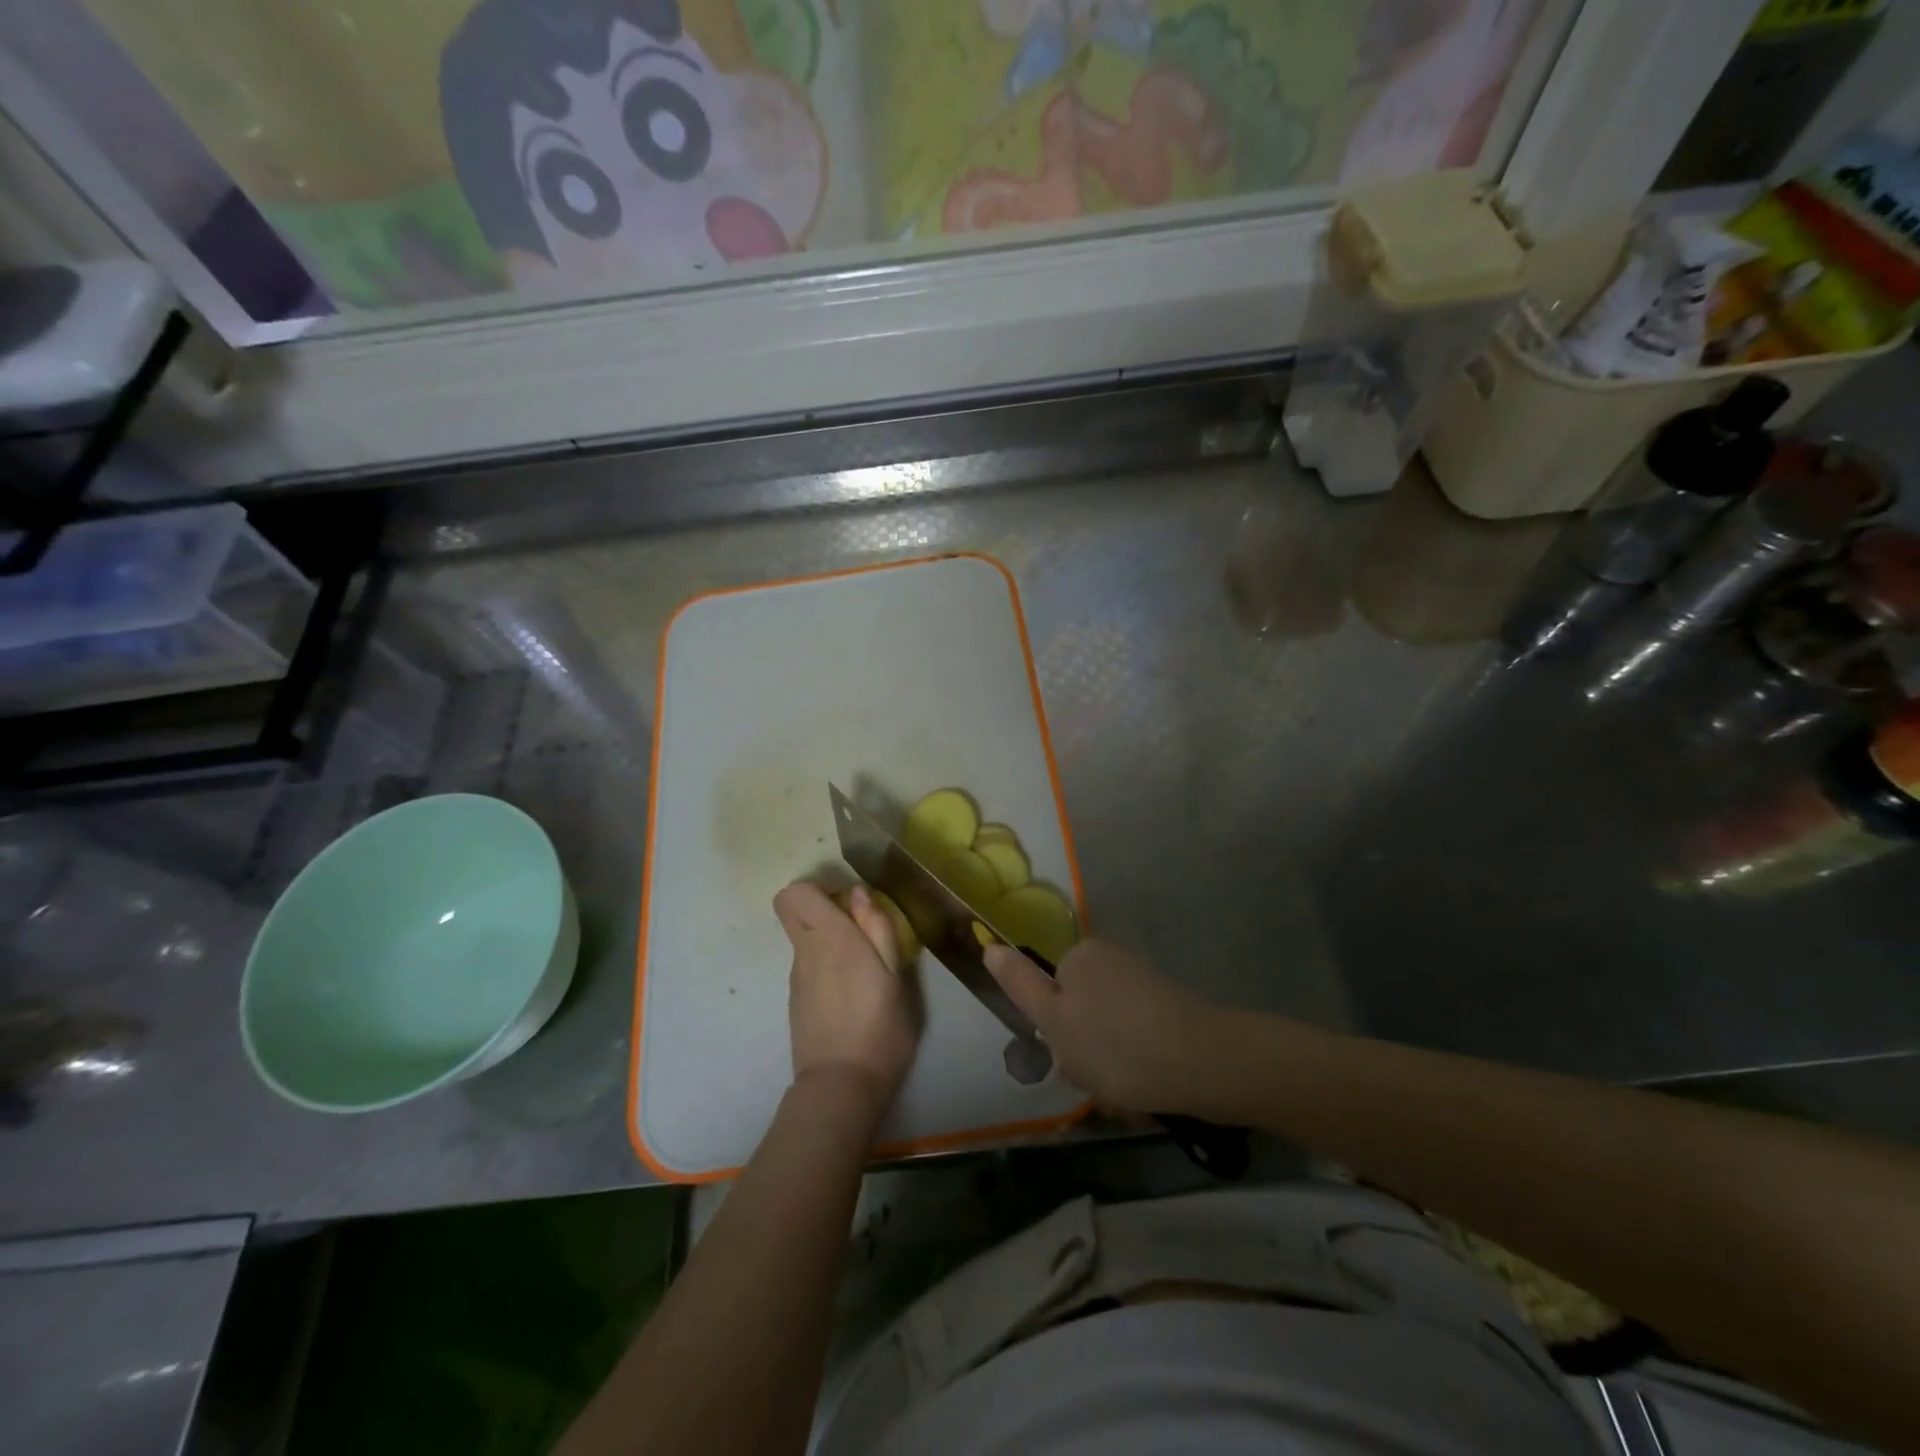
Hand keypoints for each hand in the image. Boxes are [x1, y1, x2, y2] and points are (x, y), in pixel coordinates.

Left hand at [774, 883, 919, 1117]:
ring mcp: (796, 977)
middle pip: (788, 907)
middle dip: (814, 904)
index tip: (852, 902)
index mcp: (832, 938)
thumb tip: (859, 893)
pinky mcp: (795, 999)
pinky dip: (823, 963)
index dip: (821, 887)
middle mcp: (806, 951)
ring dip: (825, 936)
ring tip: (862, 966)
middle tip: (853, 923)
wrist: (841, 1087)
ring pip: (801, 937)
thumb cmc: (879, 1028)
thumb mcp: (894, 976)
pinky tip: (850, 993)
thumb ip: (878, 929)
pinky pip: (806, 964)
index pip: (797, 892)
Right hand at [985, 938, 1224, 1112]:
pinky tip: (1146, 1087)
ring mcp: (1144, 983)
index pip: (1050, 990)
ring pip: (1107, 1028)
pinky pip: (1136, 1036)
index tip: (1066, 1056)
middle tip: (1094, 1078)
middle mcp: (1112, 959)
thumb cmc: (1114, 1043)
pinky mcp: (1171, 1008)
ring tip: (1123, 1091)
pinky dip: (1135, 1061)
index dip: (1053, 1027)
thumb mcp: (1054, 1019)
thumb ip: (1021, 986)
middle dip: (1082, 1048)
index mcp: (1081, 955)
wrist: (1202, 1063)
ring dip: (1108, 1062)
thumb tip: (990, 947)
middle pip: (1079, 1009)